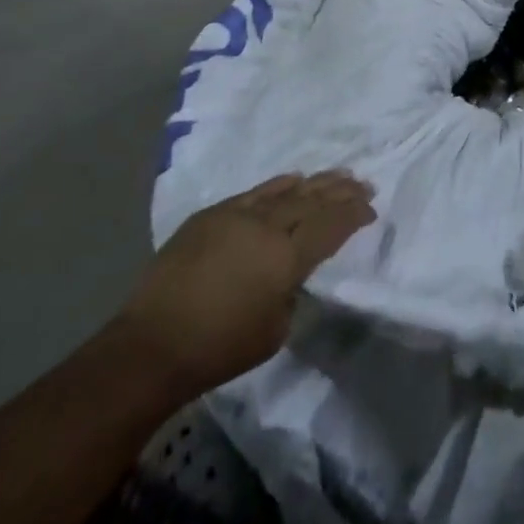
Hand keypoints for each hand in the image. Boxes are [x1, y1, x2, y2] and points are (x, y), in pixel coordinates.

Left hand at [123, 170, 375, 396]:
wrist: (154, 344)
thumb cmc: (219, 348)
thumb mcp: (275, 330)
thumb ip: (292, 291)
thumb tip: (292, 271)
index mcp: (286, 258)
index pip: (330, 226)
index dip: (353, 214)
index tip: (370, 208)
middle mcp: (266, 227)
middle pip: (312, 201)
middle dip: (341, 191)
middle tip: (363, 183)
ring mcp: (237, 215)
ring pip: (286, 191)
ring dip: (315, 183)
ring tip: (337, 175)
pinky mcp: (212, 214)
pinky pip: (255, 192)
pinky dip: (279, 185)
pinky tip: (293, 179)